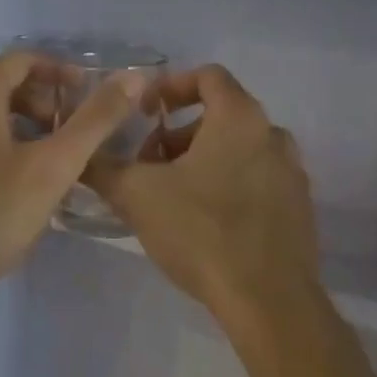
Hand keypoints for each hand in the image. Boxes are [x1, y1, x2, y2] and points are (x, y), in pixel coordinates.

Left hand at [0, 52, 146, 301]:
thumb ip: (95, 120)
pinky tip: (8, 183)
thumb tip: (133, 77)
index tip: (83, 94)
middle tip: (67, 131)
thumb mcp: (55, 166)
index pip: (19, 61)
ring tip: (44, 158)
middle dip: (38, 101)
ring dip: (16, 125)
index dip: (57, 71)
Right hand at [85, 65, 322, 326]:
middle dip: (177, 134)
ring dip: (200, 160)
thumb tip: (78, 154)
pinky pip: (255, 180)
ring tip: (169, 194)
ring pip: (238, 150)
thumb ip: (103, 168)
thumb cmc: (201, 232)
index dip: (170, 86)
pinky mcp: (297, 209)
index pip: (208, 76)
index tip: (144, 113)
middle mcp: (273, 136)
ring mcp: (292, 174)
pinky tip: (202, 222)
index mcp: (240, 119)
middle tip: (147, 163)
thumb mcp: (136, 196)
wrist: (267, 300)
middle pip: (220, 115)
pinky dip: (226, 184)